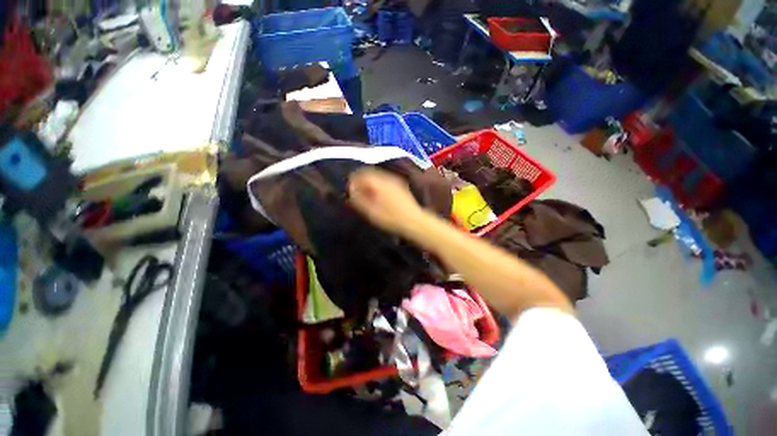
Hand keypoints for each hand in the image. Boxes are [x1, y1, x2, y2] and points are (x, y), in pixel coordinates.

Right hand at [348, 168, 426, 236]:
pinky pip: (384, 182)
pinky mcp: (400, 186)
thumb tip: (351, 190)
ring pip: (377, 177)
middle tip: (357, 195)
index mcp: (379, 182)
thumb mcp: (371, 211)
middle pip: (369, 173)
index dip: (353, 181)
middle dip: (361, 182)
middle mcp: (388, 178)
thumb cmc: (391, 219)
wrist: (415, 222)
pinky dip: (378, 186)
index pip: (361, 174)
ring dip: (369, 184)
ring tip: (366, 197)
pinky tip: (378, 197)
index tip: (349, 192)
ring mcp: (395, 181)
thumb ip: (359, 199)